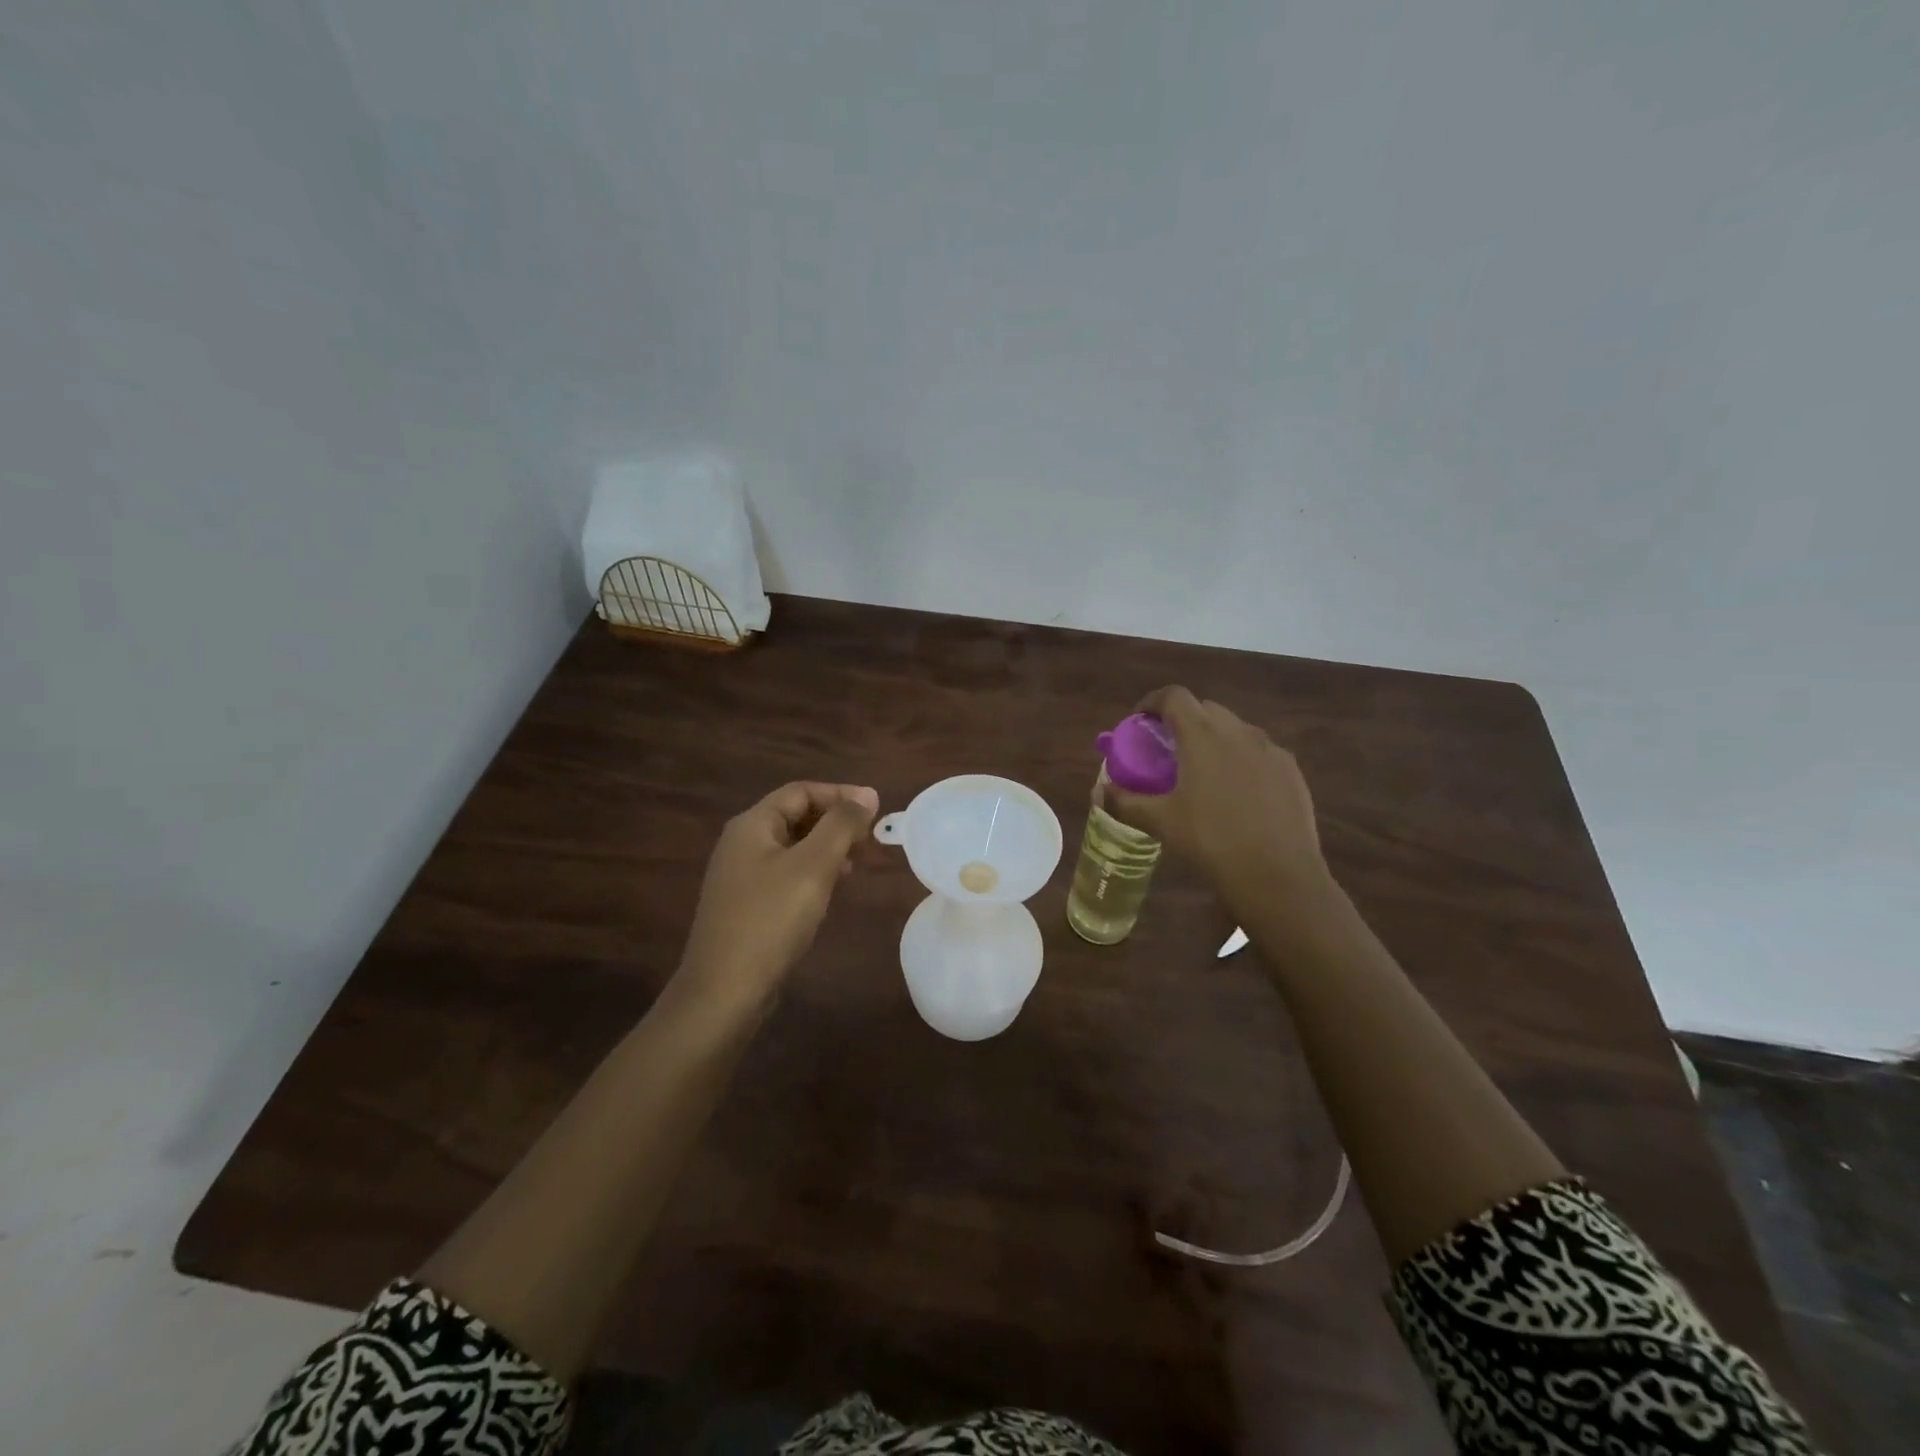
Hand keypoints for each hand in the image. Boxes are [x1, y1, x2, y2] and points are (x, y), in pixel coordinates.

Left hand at [675, 781, 879, 1013]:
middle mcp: (742, 844)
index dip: (840, 794)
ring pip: (793, 847)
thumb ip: (841, 825)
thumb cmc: (770, 920)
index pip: (800, 791)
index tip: (875, 810)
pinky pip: (786, 874)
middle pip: (795, 816)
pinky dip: (813, 872)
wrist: (724, 991)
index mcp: (752, 825)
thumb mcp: (813, 866)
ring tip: (857, 862)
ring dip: (827, 848)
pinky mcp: (747, 905)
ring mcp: (741, 876)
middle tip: (870, 838)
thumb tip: (867, 795)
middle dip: (835, 822)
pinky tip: (830, 890)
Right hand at [1105, 687, 1334, 924]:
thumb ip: (1125, 802)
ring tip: (1202, 772)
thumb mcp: (1161, 822)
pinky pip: (1259, 751)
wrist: (1278, 874)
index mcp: (1202, 735)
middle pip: (1205, 708)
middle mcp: (1238, 731)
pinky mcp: (1291, 770)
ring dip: (1213, 738)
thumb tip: (1100, 793)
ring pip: (1234, 729)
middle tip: (1167, 750)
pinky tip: (1237, 792)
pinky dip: (1240, 758)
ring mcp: (1270, 749)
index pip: (1173, 696)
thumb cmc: (1212, 840)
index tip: (1140, 722)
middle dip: (1182, 721)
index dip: (1152, 702)